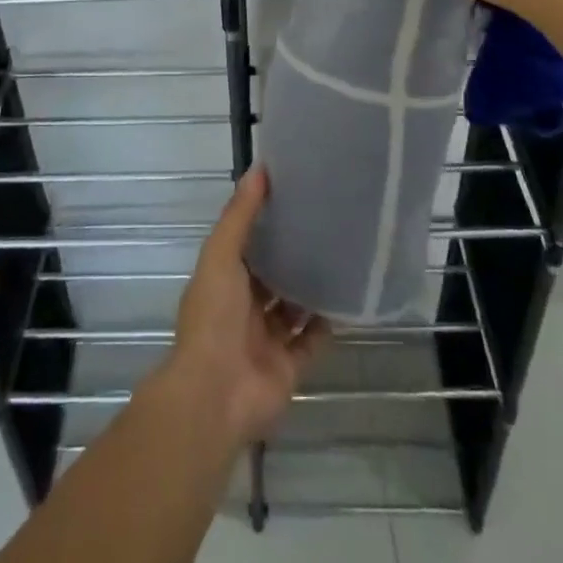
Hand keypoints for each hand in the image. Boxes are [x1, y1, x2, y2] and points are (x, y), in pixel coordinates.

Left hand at [163, 168, 328, 445]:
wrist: (216, 393)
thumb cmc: (214, 316)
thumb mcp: (221, 254)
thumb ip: (240, 214)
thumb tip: (259, 168)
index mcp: (223, 281)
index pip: (247, 245)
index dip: (266, 222)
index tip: (294, 196)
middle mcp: (243, 308)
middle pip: (272, 276)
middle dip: (292, 254)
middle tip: (326, 222)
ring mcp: (266, 339)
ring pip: (293, 308)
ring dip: (311, 287)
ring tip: (342, 254)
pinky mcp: (290, 367)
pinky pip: (313, 341)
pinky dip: (328, 323)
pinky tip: (349, 297)